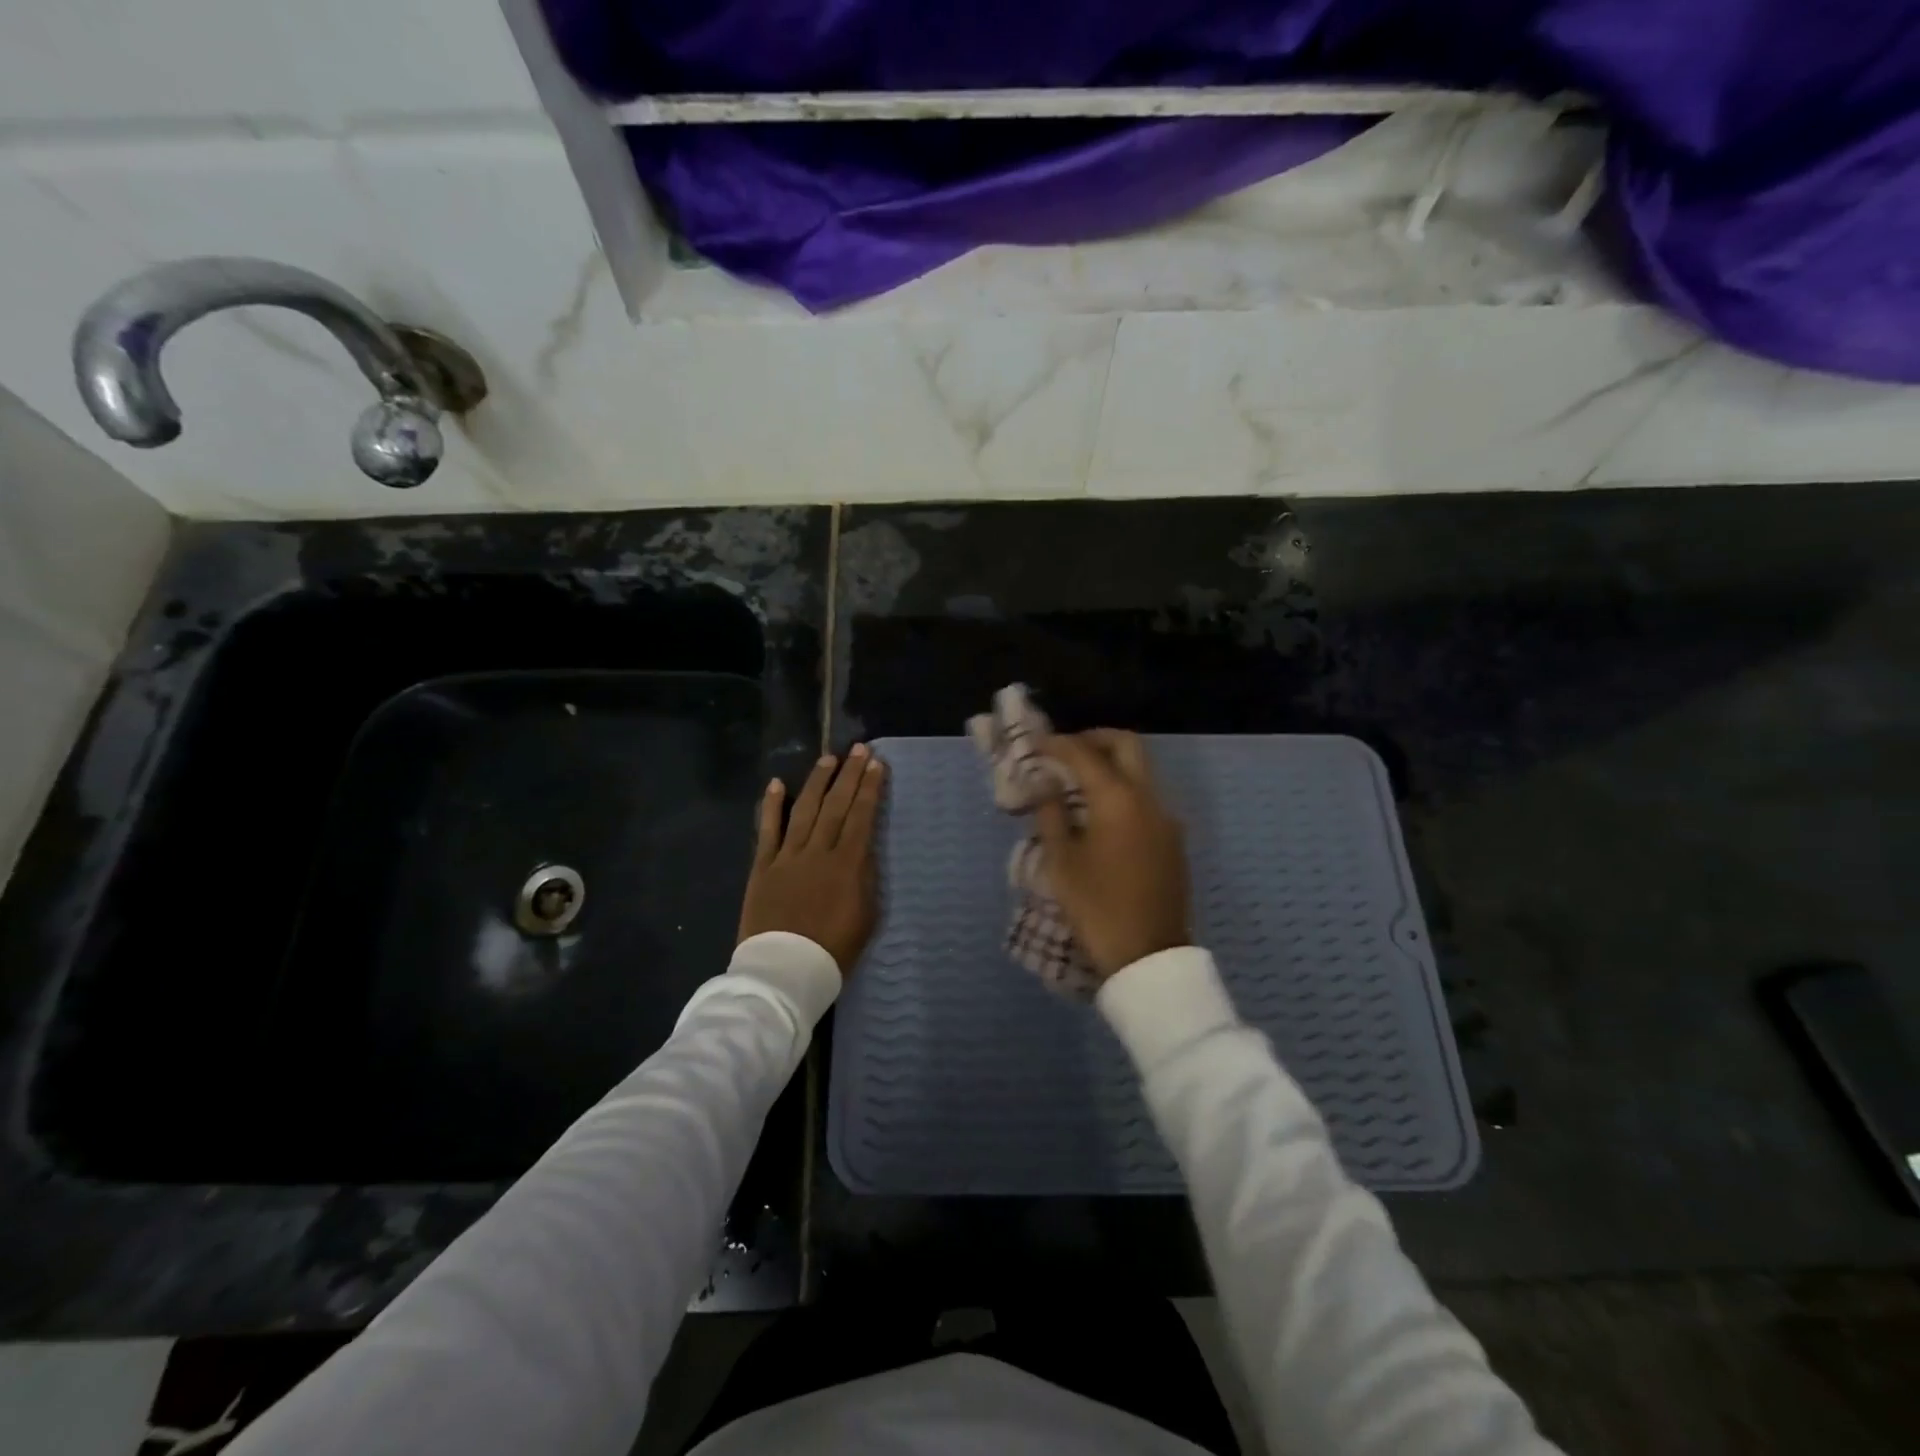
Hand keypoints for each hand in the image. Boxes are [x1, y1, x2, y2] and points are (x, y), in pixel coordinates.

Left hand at [737, 745, 887, 974]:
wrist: (784, 971)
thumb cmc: (833, 950)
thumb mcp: (866, 917)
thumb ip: (865, 878)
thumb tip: (864, 850)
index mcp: (847, 865)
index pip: (861, 817)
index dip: (869, 789)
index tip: (876, 764)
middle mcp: (817, 852)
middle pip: (835, 806)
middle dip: (849, 775)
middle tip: (858, 749)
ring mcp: (787, 857)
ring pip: (804, 810)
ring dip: (817, 782)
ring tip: (827, 759)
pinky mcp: (763, 867)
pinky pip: (768, 830)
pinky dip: (772, 806)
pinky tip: (777, 784)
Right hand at [1035, 730, 1190, 979]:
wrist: (1149, 956)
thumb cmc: (1097, 908)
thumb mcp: (1061, 862)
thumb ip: (1051, 815)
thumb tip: (1045, 786)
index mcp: (1118, 800)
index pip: (1084, 753)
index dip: (1057, 744)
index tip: (1035, 744)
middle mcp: (1149, 798)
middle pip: (1127, 745)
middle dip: (1094, 739)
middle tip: (1066, 752)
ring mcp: (1167, 818)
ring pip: (1142, 770)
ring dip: (1112, 764)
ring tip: (1079, 783)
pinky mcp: (1174, 839)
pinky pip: (1148, 797)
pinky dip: (1124, 789)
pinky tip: (1101, 813)